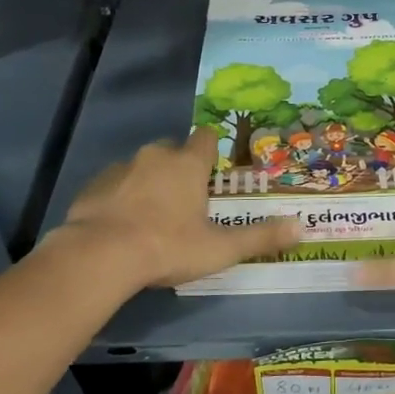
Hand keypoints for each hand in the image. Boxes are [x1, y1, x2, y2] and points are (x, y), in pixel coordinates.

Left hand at [51, 130, 298, 289]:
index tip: (212, 172)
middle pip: (172, 151)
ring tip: (151, 218)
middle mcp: (155, 156)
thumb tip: (301, 228)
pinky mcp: (92, 186)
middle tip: (185, 202)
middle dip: (179, 169)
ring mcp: (120, 168)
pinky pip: (113, 185)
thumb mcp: (219, 248)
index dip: (211, 151)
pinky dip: (120, 198)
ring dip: (148, 183)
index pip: (205, 138)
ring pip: (141, 167)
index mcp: (188, 164)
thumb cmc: (168, 247)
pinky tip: (121, 226)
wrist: (99, 255)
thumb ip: (260, 237)